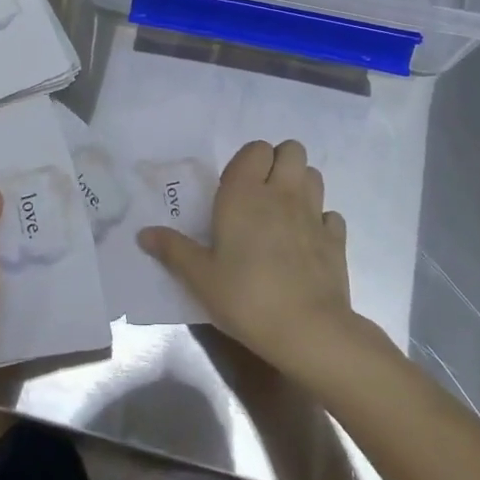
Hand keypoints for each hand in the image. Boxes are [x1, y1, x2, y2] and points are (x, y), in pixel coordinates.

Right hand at [139, 139, 359, 379]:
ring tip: (284, 213)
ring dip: (301, 185)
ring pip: (314, 176)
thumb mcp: (200, 277)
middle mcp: (282, 193)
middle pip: (292, 150)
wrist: (307, 330)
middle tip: (262, 194)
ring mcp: (314, 214)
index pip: (256, 149)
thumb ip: (173, 250)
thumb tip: (143, 233)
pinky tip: (307, 242)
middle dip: (279, 163)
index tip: (235, 190)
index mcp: (245, 193)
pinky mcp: (336, 239)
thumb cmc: (245, 297)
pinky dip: (321, 221)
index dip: (248, 162)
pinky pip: (331, 215)